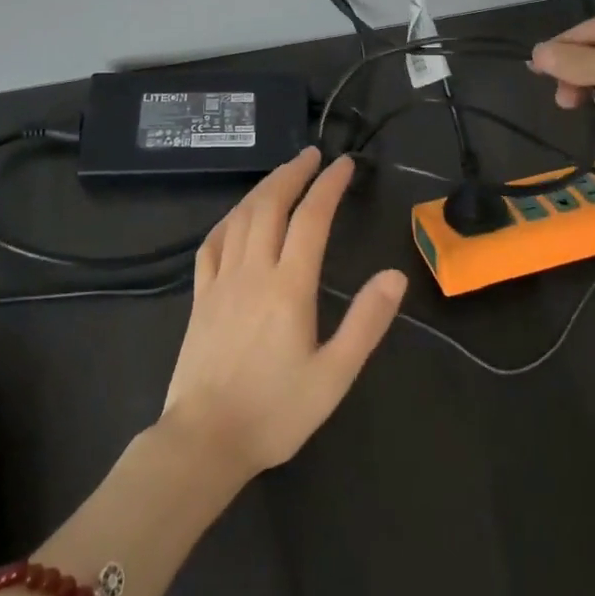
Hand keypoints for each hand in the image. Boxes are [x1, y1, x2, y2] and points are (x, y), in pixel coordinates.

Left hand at [161, 148, 406, 482]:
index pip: (312, 218)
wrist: (204, 441)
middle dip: (293, 173)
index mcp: (289, 286)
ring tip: (282, 173)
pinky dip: (229, 218)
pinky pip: (212, 243)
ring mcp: (221, 281)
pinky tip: (237, 216)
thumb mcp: (334, 375)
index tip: (344, 164)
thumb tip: (395, 275)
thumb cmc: (275, 412)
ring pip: (241, 217)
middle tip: (312, 154)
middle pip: (271, 205)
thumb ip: (366, 322)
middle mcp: (253, 271)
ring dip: (263, 188)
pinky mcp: (199, 296)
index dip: (329, 185)